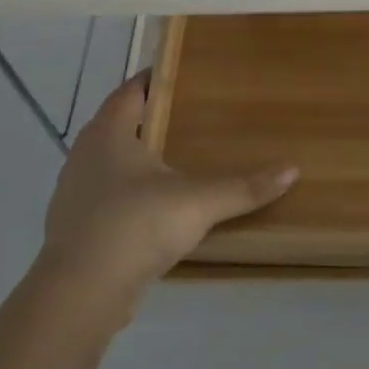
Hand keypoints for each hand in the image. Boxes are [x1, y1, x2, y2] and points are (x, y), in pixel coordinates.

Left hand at [37, 72, 296, 317]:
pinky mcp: (76, 226)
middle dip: (153, 119)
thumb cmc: (136, 226)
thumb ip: (245, 187)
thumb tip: (292, 170)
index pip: (131, 90)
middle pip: (120, 124)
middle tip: (194, 116)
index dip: (155, 79)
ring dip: (140, 158)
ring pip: (112, 162)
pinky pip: (108, 195)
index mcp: (108, 133)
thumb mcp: (199, 203)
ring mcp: (75, 192)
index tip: (185, 75)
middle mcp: (85, 154)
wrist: (81, 293)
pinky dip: (131, 192)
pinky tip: (157, 207)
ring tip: (180, 160)